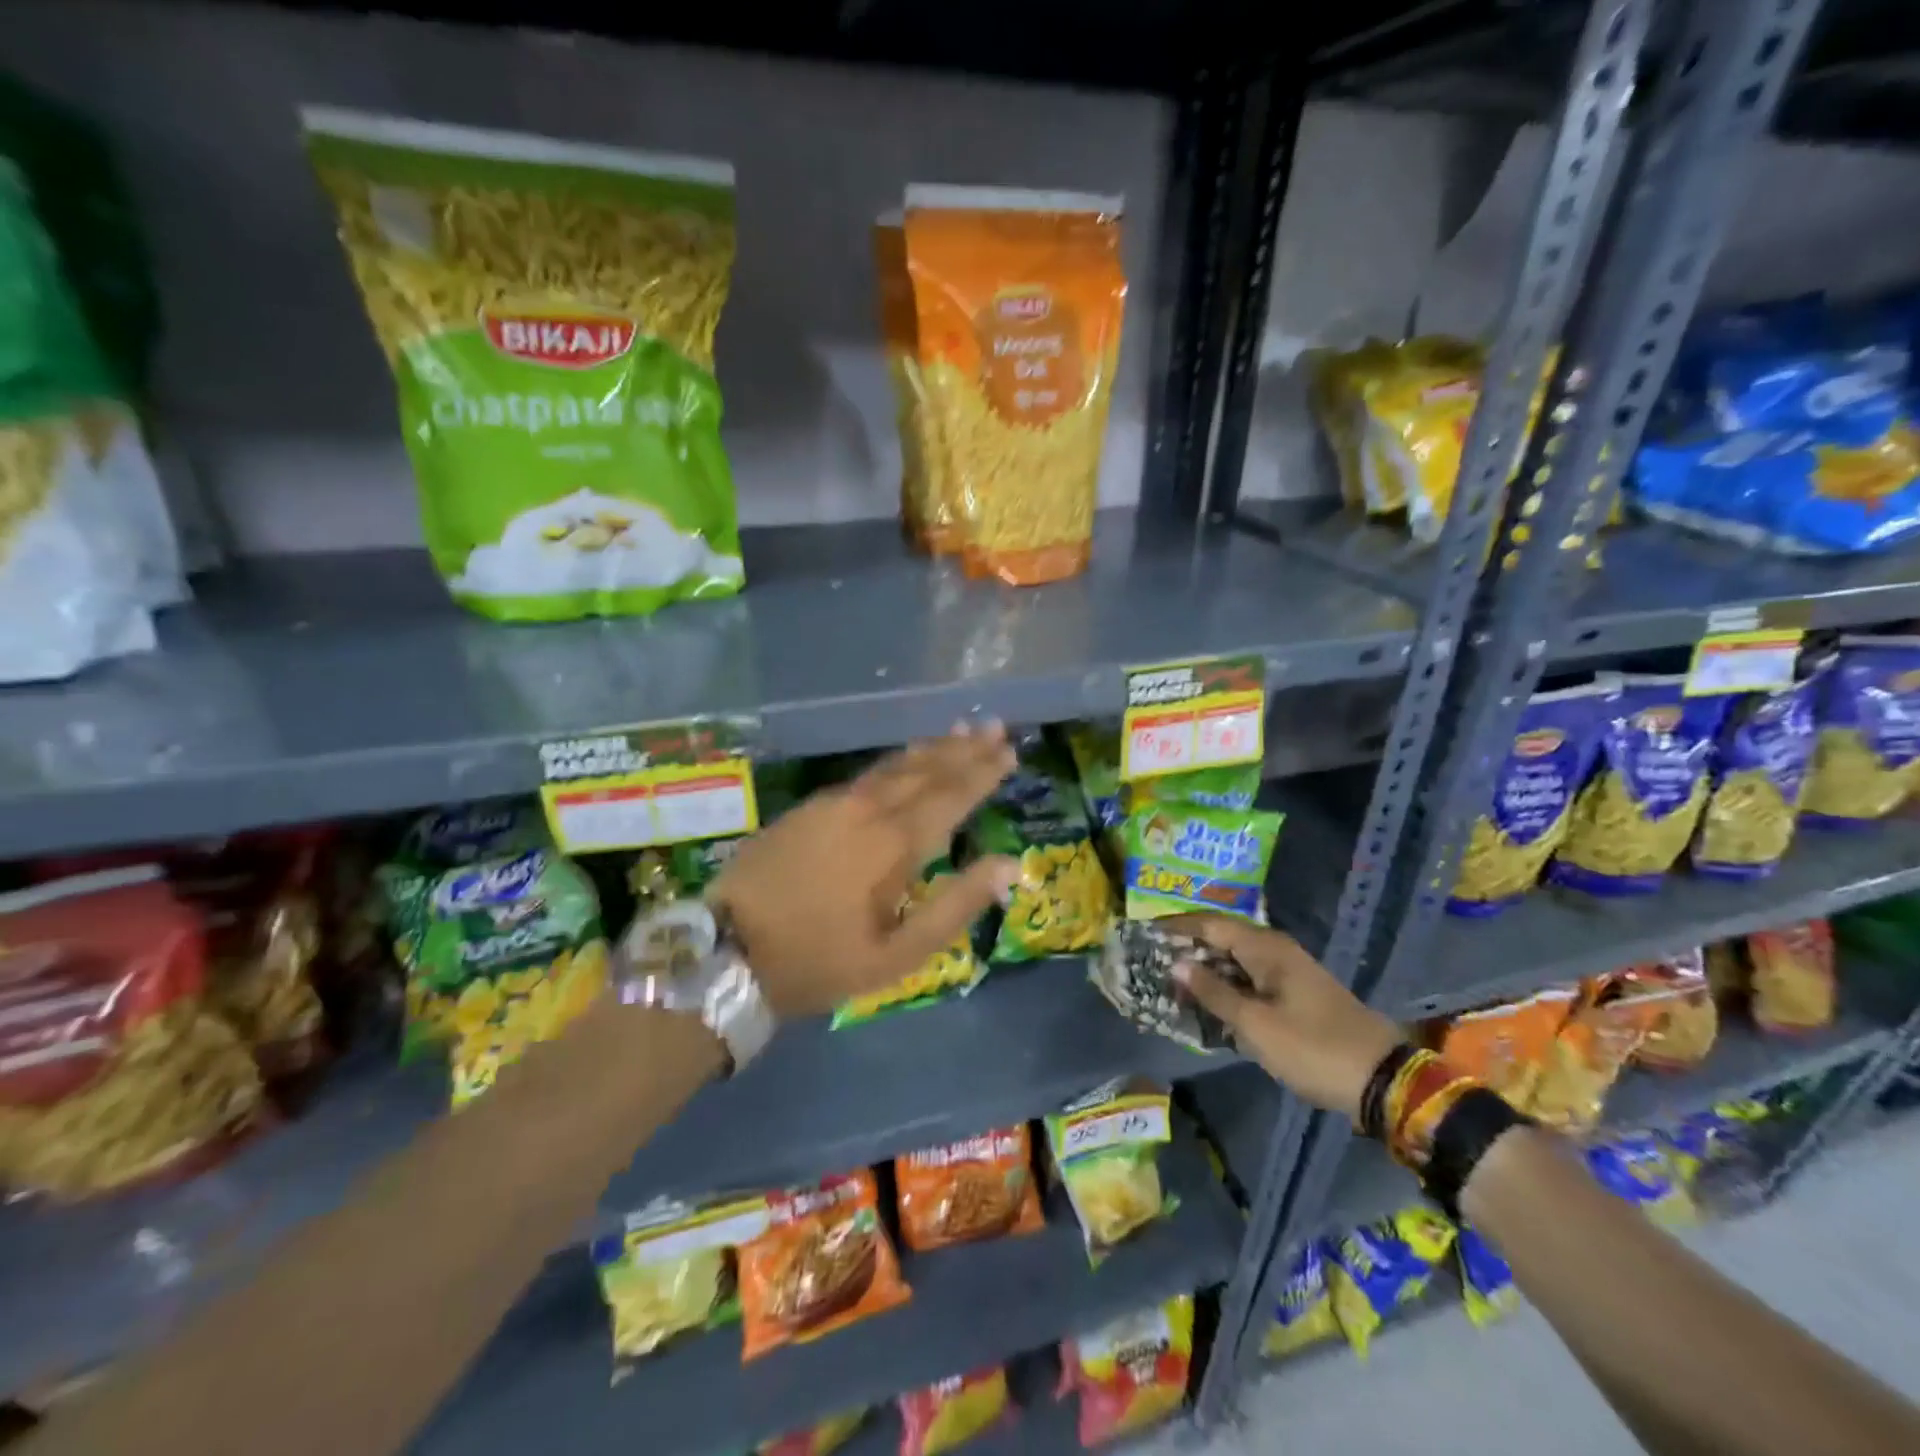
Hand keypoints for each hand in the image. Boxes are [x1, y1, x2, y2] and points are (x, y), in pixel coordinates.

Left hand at [711, 724, 1019, 1017]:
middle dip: (963, 748)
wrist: (725, 952)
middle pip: (924, 770)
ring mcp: (832, 804)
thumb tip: (1006, 865)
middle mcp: (866, 810)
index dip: (982, 773)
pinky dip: (895, 762)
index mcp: (892, 843)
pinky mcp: (808, 808)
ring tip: (959, 728)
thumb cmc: (818, 961)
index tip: (1009, 750)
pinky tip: (904, 759)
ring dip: (930, 748)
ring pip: (892, 766)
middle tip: (994, 727)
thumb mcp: (896, 954)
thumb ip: (954, 907)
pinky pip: (865, 775)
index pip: (950, 795)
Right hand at [1164, 914, 1403, 1120]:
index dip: (1175, 926)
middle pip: (1221, 937)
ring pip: (1235, 958)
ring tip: (1171, 978)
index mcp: (1265, 948)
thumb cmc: (1312, 1048)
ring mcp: (1288, 971)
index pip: (1209, 924)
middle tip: (1151, 958)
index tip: (1143, 933)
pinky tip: (1208, 1000)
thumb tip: (1177, 963)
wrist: (1382, 1080)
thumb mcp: (1255, 1025)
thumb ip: (1213, 992)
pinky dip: (1225, 983)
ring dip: (1205, 966)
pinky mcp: (1295, 993)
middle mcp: (1276, 950)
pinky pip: (1249, 977)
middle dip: (1186, 945)